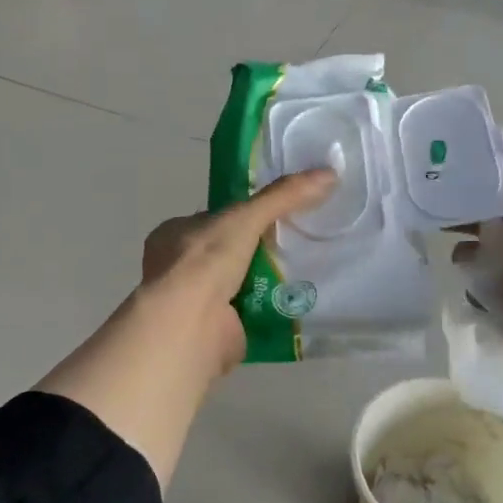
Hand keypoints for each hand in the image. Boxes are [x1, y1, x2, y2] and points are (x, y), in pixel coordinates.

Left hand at [138, 168, 338, 375]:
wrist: (190, 326)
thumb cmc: (205, 262)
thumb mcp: (246, 218)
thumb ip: (283, 196)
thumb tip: (329, 173)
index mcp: (174, 234)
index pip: (215, 218)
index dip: (245, 215)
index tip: (278, 214)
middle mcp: (179, 266)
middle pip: (229, 251)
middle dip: (258, 249)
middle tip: (298, 242)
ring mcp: (194, 300)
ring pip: (238, 281)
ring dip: (265, 279)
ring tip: (305, 269)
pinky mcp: (212, 329)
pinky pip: (247, 311)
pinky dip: (268, 307)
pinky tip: (295, 300)